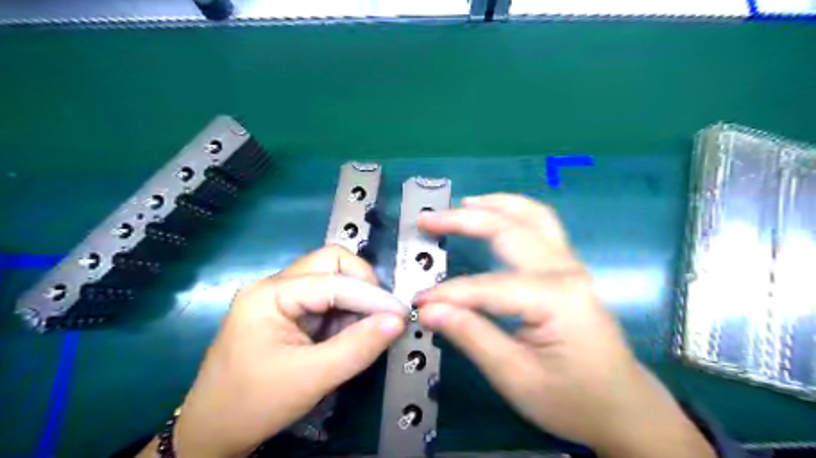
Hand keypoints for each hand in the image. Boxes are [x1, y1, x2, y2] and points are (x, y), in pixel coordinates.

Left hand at [170, 250, 405, 456]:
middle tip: (381, 314)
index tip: (400, 314)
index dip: (370, 294)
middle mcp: (277, 286)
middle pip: (331, 264)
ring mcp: (283, 299)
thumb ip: (357, 347)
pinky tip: (351, 335)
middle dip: (362, 285)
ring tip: (366, 331)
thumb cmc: (254, 404)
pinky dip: (347, 314)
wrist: (213, 434)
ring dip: (356, 302)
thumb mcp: (310, 377)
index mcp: (271, 294)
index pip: (332, 279)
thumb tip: (397, 321)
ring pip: (333, 280)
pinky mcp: (291, 314)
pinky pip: (328, 301)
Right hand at [415, 194, 714, 457]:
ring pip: (532, 216)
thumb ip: (472, 337)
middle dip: (463, 221)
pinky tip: (496, 214)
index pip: (487, 287)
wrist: (624, 408)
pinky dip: (514, 213)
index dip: (448, 294)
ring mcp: (572, 265)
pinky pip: (542, 226)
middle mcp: (566, 270)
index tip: (418, 302)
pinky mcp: (570, 269)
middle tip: (427, 221)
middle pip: (509, 230)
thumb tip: (429, 310)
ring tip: (461, 204)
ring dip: (494, 205)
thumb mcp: (516, 377)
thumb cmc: (572, 399)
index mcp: (556, 299)